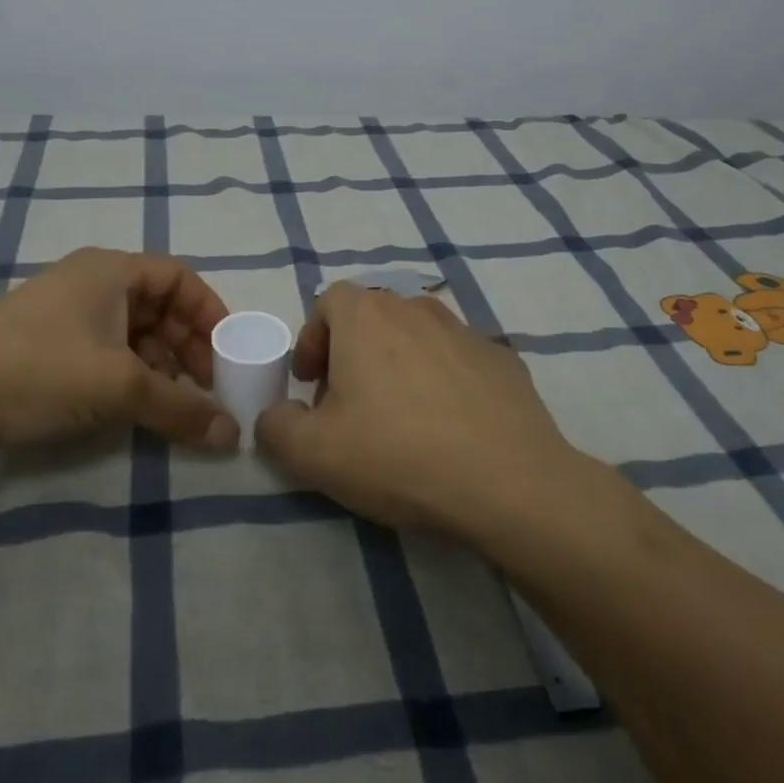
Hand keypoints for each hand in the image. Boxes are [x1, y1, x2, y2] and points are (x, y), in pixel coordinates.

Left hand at [0, 248, 237, 459]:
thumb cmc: (39, 370)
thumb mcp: (119, 387)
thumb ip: (181, 409)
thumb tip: (233, 436)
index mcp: (111, 270)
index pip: (180, 277)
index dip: (210, 312)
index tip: (229, 353)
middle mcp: (89, 281)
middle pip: (158, 304)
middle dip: (188, 344)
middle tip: (205, 386)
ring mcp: (63, 312)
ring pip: (132, 330)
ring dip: (160, 363)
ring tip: (171, 401)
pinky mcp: (44, 344)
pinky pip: (104, 349)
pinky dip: (129, 373)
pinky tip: (132, 405)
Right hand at [254, 283, 579, 534]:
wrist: (508, 482)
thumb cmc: (397, 454)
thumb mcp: (312, 453)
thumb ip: (276, 427)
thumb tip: (275, 417)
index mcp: (367, 317)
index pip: (328, 301)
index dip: (312, 338)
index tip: (310, 384)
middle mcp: (416, 309)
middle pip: (372, 316)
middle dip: (351, 353)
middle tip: (348, 404)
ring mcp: (466, 331)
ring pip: (417, 336)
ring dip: (398, 364)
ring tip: (400, 416)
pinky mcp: (504, 360)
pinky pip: (459, 360)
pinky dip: (444, 381)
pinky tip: (450, 427)